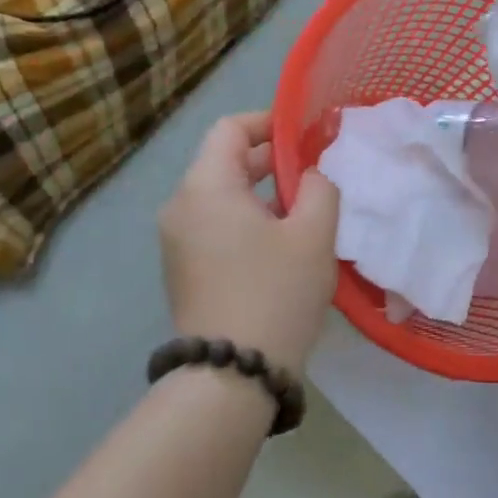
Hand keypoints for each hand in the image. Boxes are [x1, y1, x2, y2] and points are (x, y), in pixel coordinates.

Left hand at [159, 112, 340, 375]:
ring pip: (221, 197)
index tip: (305, 136)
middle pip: (224, 162)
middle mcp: (181, 206)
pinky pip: (215, 226)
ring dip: (261, 194)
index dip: (269, 123)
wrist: (232, 374)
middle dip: (270, 161)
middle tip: (314, 173)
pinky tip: (281, 245)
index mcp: (206, 187)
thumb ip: (320, 188)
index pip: (230, 129)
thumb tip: (311, 175)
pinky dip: (246, 221)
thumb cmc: (276, 292)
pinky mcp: (183, 269)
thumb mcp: (314, 234)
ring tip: (304, 210)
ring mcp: (177, 240)